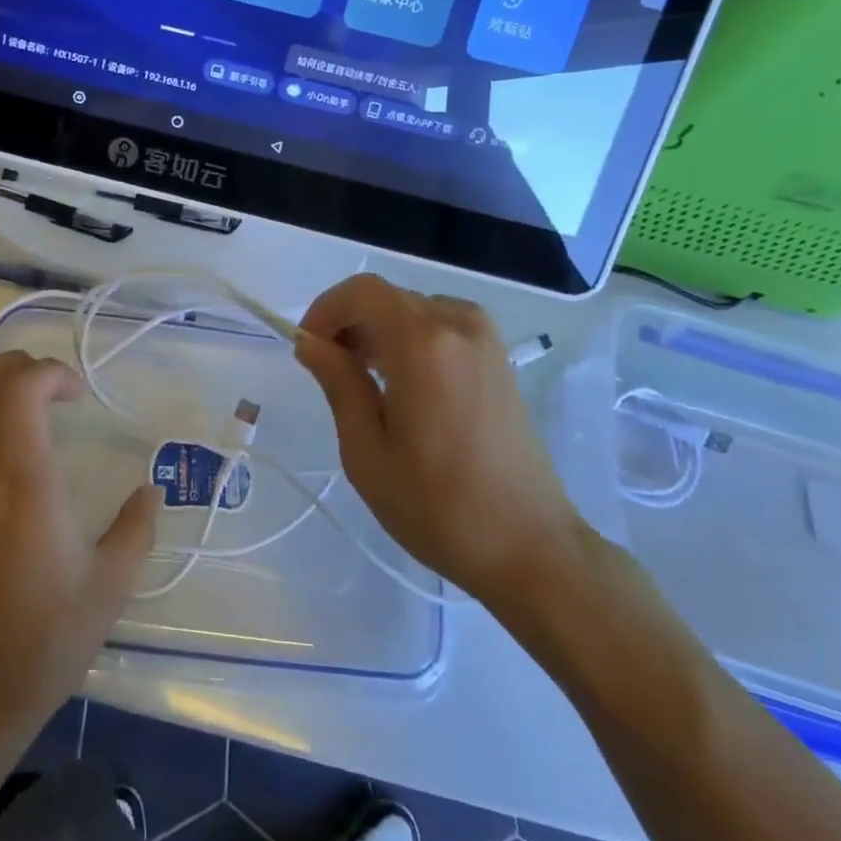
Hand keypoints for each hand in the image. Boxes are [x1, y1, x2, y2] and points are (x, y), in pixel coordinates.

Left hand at [0, 352, 158, 750]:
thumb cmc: (46, 637)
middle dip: (15, 364)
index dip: (50, 371)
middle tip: (55, 385)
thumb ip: (136, 528)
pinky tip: (22, 452)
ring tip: (40, 409)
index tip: (81, 395)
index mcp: (24, 482)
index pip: (19, 389)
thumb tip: (151, 491)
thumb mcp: (110, 585)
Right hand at [294, 274, 585, 607]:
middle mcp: (458, 326)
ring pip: (415, 309)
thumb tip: (310, 342)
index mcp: (423, 344)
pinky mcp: (500, 359)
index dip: (326, 308)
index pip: (362, 291)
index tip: (308, 346)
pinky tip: (406, 383)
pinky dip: (413, 337)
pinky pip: (443, 325)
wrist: (531, 548)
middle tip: (331, 369)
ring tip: (365, 378)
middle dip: (351, 321)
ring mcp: (485, 340)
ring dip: (381, 329)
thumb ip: (338, 384)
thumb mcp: (367, 451)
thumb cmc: (438, 506)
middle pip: (388, 297)